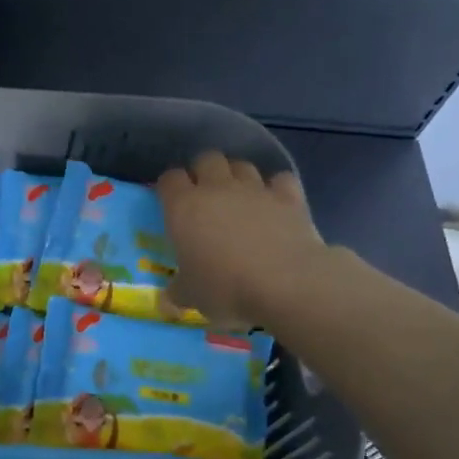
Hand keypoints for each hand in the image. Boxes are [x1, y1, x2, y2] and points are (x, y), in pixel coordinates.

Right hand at [157, 152, 327, 325]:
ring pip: (241, 165)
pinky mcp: (289, 197)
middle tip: (204, 197)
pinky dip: (275, 188)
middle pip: (206, 159)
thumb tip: (168, 298)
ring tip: (238, 198)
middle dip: (203, 172)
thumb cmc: (226, 288)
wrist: (286, 284)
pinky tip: (274, 203)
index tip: (171, 204)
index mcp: (183, 207)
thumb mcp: (191, 297)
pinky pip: (279, 180)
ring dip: (237, 176)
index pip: (169, 180)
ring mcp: (255, 189)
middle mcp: (217, 188)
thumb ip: (178, 291)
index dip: (169, 188)